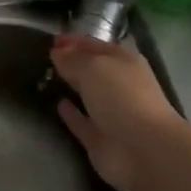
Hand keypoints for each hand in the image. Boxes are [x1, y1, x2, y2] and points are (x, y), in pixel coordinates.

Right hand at [51, 35, 183, 190]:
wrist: (145, 151)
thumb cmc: (122, 97)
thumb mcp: (93, 67)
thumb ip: (72, 59)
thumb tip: (57, 53)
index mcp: (123, 62)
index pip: (94, 45)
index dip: (73, 41)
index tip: (51, 40)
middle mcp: (119, 85)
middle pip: (92, 69)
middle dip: (72, 62)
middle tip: (46, 56)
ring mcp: (111, 113)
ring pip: (87, 95)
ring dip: (71, 87)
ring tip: (47, 77)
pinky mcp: (101, 139)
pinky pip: (81, 122)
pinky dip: (71, 114)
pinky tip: (58, 104)